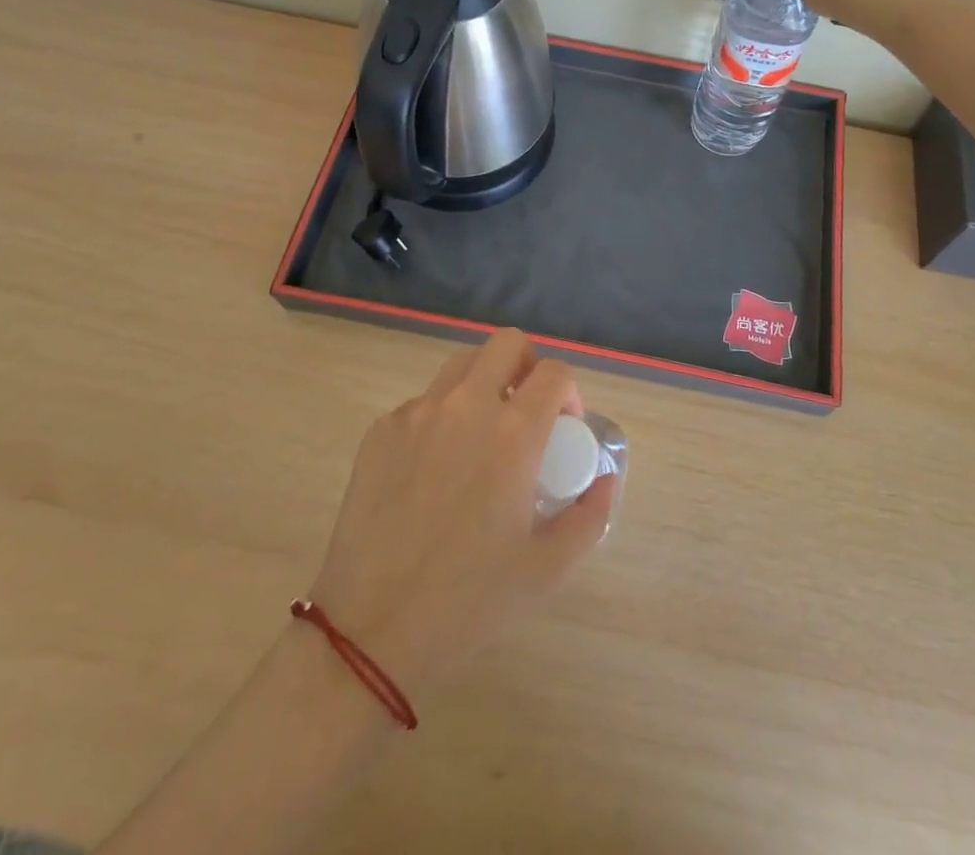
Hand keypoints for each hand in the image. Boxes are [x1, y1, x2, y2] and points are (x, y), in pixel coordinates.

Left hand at [306, 330, 616, 696]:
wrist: (370, 631)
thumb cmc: (469, 601)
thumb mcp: (549, 568)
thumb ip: (590, 515)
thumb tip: (604, 478)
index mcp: (512, 434)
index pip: (554, 372)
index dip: (569, 392)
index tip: (565, 426)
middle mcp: (465, 407)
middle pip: (507, 343)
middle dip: (528, 365)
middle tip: (527, 410)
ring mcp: (416, 413)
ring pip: (462, 365)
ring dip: (484, 383)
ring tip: (483, 433)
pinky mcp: (381, 430)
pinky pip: (423, 403)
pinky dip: (442, 417)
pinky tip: (436, 470)